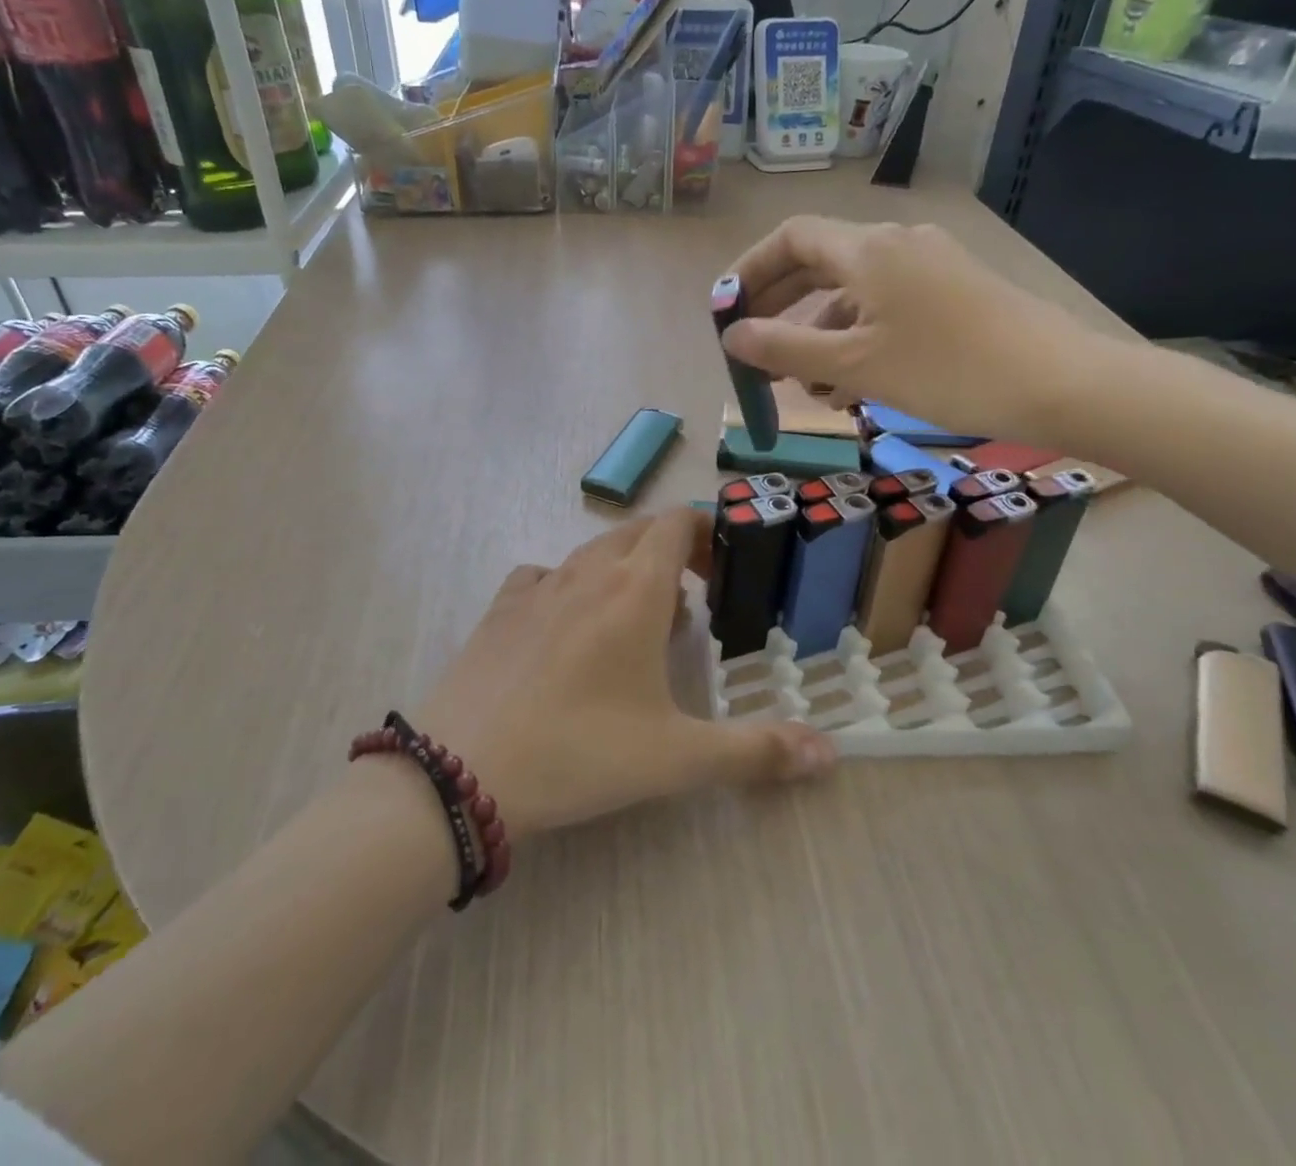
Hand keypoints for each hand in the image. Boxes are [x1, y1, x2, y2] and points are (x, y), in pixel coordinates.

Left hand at [417, 508, 835, 838]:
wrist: (463, 772)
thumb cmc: (579, 754)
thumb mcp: (676, 759)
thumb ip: (757, 751)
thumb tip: (831, 754)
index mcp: (634, 591)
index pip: (676, 524)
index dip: (706, 533)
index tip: (723, 572)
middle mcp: (586, 573)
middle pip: (637, 530)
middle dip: (671, 549)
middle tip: (692, 599)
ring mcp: (538, 587)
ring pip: (591, 550)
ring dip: (623, 567)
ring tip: (637, 619)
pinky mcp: (500, 609)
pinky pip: (544, 575)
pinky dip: (569, 584)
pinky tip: (569, 624)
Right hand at [723, 215, 1108, 446]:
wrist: (1060, 384)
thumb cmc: (946, 369)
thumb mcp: (854, 364)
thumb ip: (784, 348)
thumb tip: (732, 336)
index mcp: (867, 249)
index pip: (790, 238)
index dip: (750, 271)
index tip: (725, 311)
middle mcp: (895, 245)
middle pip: (818, 264)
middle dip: (780, 308)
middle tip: (753, 349)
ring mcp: (928, 268)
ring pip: (853, 294)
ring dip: (819, 335)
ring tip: (805, 388)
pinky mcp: (953, 294)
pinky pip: (886, 309)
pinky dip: (857, 340)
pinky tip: (852, 387)